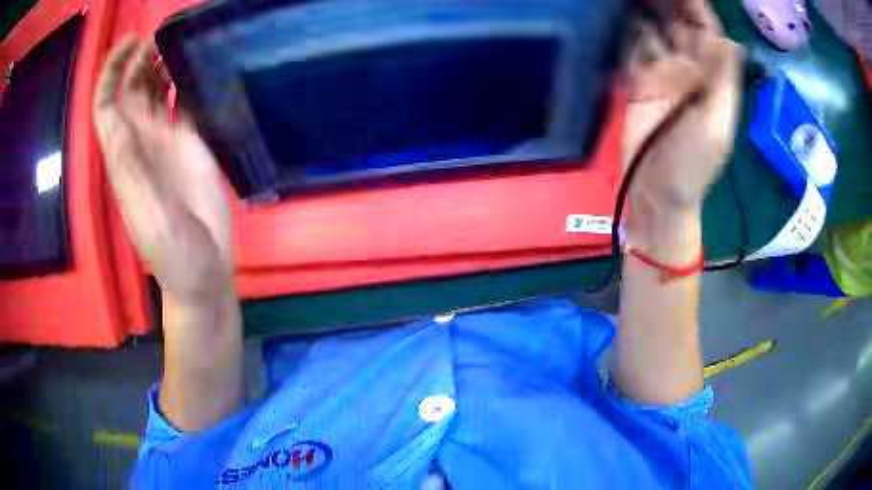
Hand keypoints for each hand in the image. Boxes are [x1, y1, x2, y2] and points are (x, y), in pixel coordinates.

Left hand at [93, 35, 233, 303]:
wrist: (203, 272)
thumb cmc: (173, 255)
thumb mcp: (148, 218)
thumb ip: (133, 174)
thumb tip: (121, 124)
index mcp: (124, 157)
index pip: (107, 106)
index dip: (112, 72)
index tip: (130, 42)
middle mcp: (140, 142)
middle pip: (131, 90)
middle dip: (140, 59)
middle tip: (164, 33)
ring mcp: (165, 142)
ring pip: (156, 92)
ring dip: (162, 64)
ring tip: (182, 41)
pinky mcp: (190, 144)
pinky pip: (183, 103)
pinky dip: (187, 82)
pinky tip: (200, 66)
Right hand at [621, 0, 742, 249]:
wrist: (657, 196)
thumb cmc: (692, 167)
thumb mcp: (716, 126)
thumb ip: (724, 81)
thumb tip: (731, 39)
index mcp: (711, 76)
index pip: (706, 29)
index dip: (696, 5)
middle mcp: (687, 69)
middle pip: (677, 23)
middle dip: (665, 0)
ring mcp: (659, 74)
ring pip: (652, 30)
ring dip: (641, 8)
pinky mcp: (636, 83)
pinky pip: (631, 47)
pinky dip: (624, 29)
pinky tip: (614, 12)